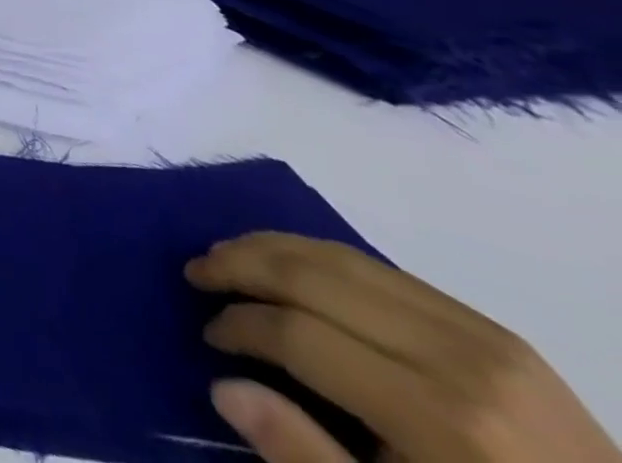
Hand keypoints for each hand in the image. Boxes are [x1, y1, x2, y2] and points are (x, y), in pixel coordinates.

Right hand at [187, 232, 618, 462]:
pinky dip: (320, 256)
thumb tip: (221, 386)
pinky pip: (383, 269)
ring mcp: (483, 337)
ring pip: (340, 256)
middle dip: (239, 265)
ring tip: (227, 256)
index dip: (239, 327)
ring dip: (271, 248)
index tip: (209, 339)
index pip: (298, 334)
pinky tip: (292, 266)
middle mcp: (458, 361)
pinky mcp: (495, 330)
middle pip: (312, 276)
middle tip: (194, 272)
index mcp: (441, 422)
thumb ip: (307, 458)